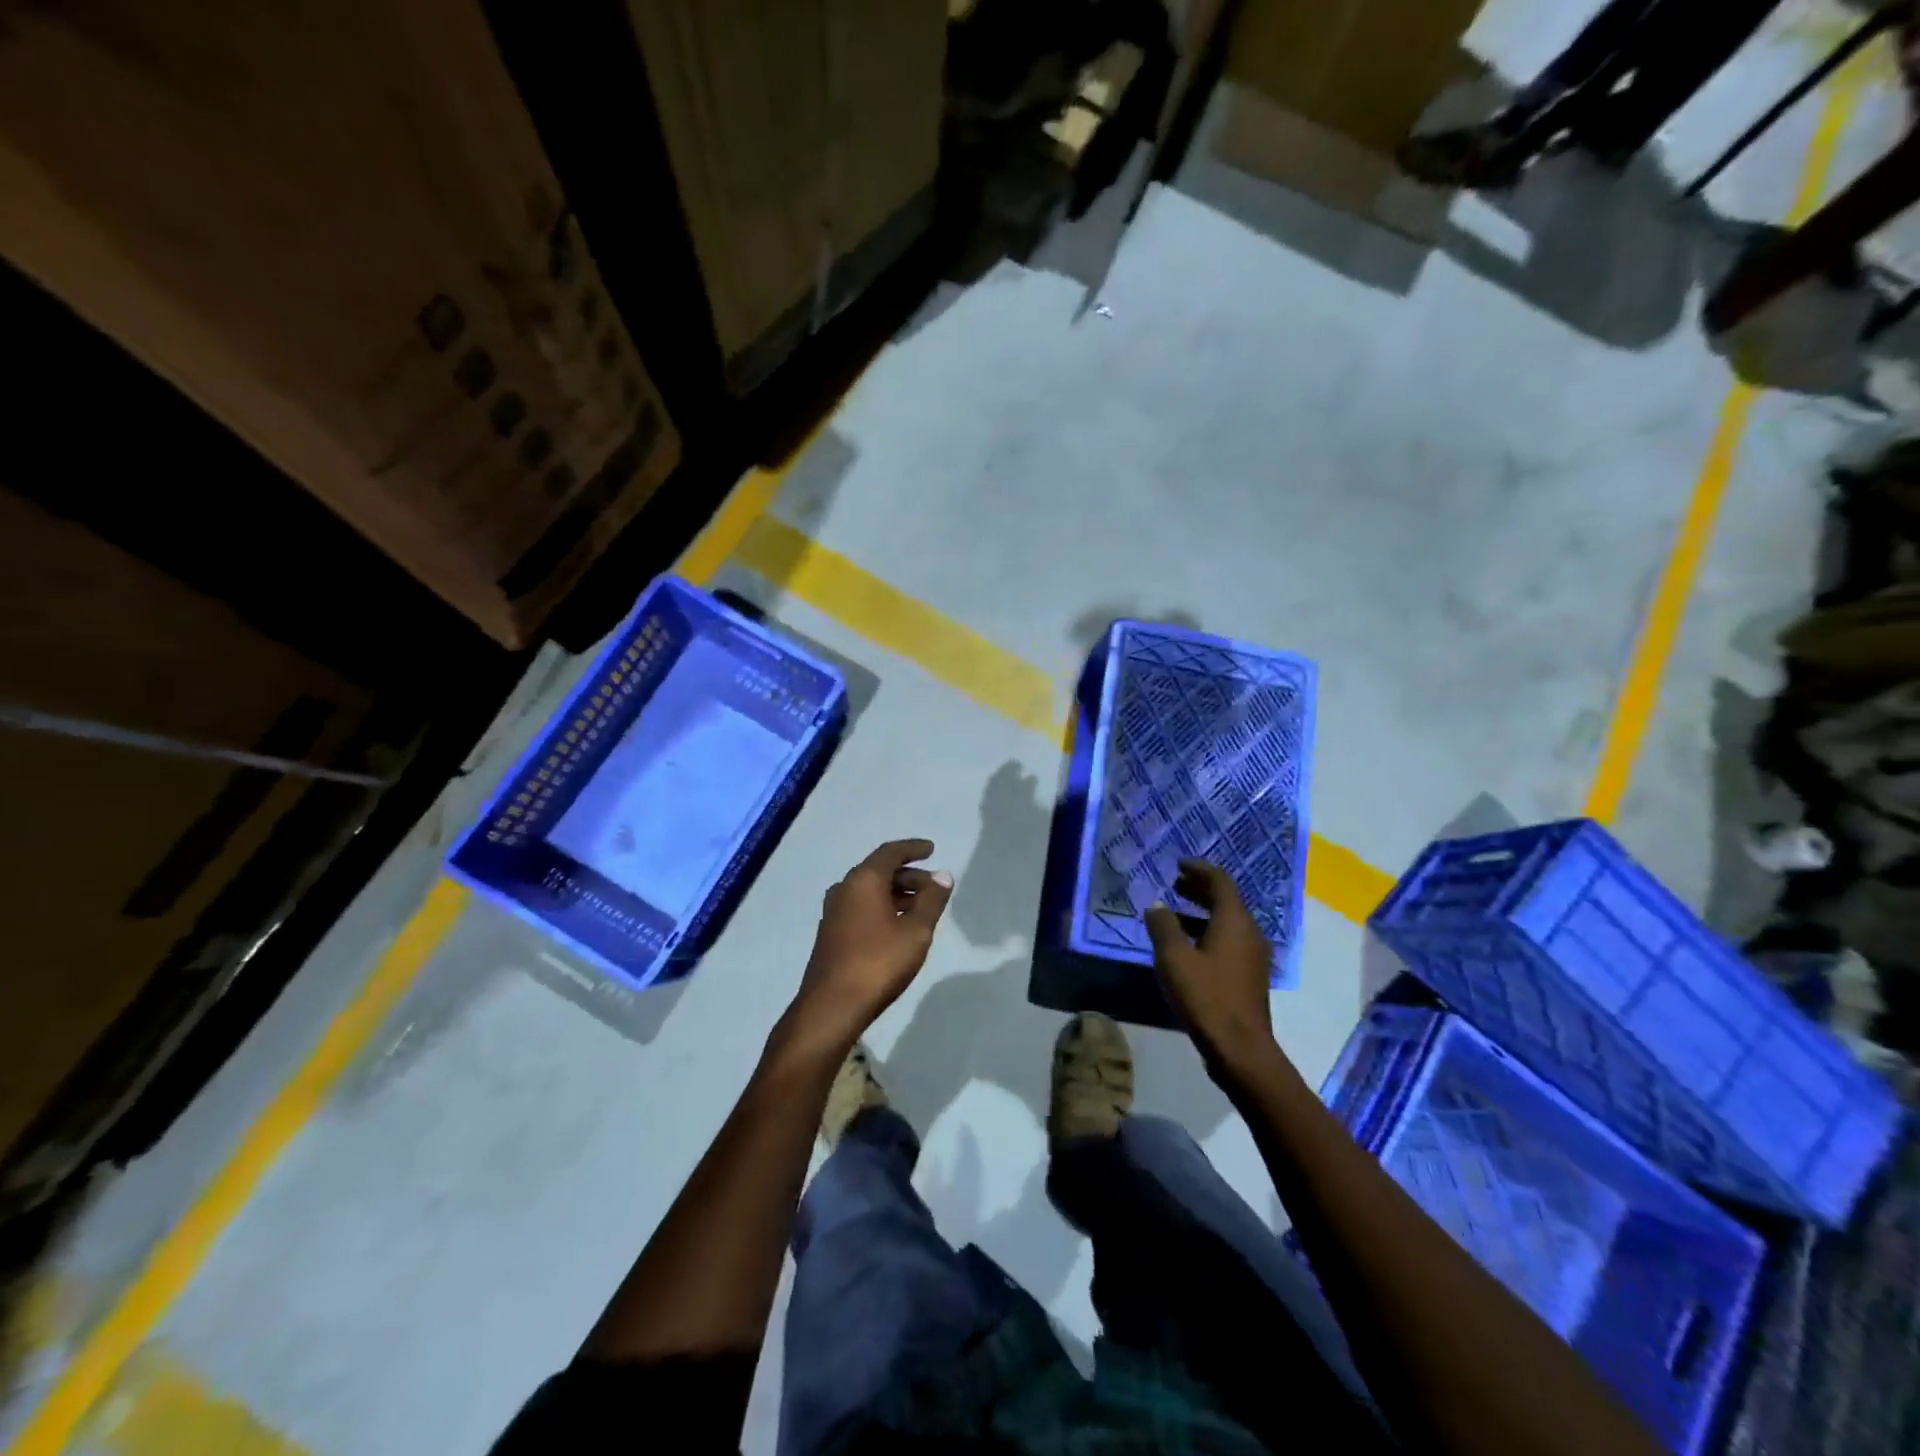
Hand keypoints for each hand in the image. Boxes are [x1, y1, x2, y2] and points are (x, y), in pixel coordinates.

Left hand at [787, 839, 952, 1049]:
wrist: (831, 1007)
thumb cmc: (878, 963)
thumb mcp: (915, 932)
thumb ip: (931, 901)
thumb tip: (943, 875)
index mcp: (863, 880)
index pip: (890, 852)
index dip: (913, 849)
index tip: (931, 849)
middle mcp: (844, 889)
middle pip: (880, 871)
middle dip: (909, 875)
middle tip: (934, 886)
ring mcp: (833, 912)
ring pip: (869, 891)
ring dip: (896, 893)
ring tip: (921, 907)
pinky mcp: (831, 933)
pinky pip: (860, 907)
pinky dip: (882, 907)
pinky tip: (897, 925)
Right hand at [1144, 860, 1278, 1071]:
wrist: (1240, 1048)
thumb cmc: (1206, 996)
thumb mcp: (1174, 958)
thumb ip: (1163, 926)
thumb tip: (1156, 905)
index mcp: (1234, 921)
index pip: (1220, 881)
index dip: (1199, 869)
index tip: (1178, 864)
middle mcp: (1249, 932)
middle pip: (1226, 900)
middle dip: (1200, 889)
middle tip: (1175, 883)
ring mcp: (1252, 956)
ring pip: (1227, 922)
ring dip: (1201, 912)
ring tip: (1173, 913)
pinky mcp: (1248, 975)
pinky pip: (1228, 941)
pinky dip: (1207, 932)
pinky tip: (1186, 946)